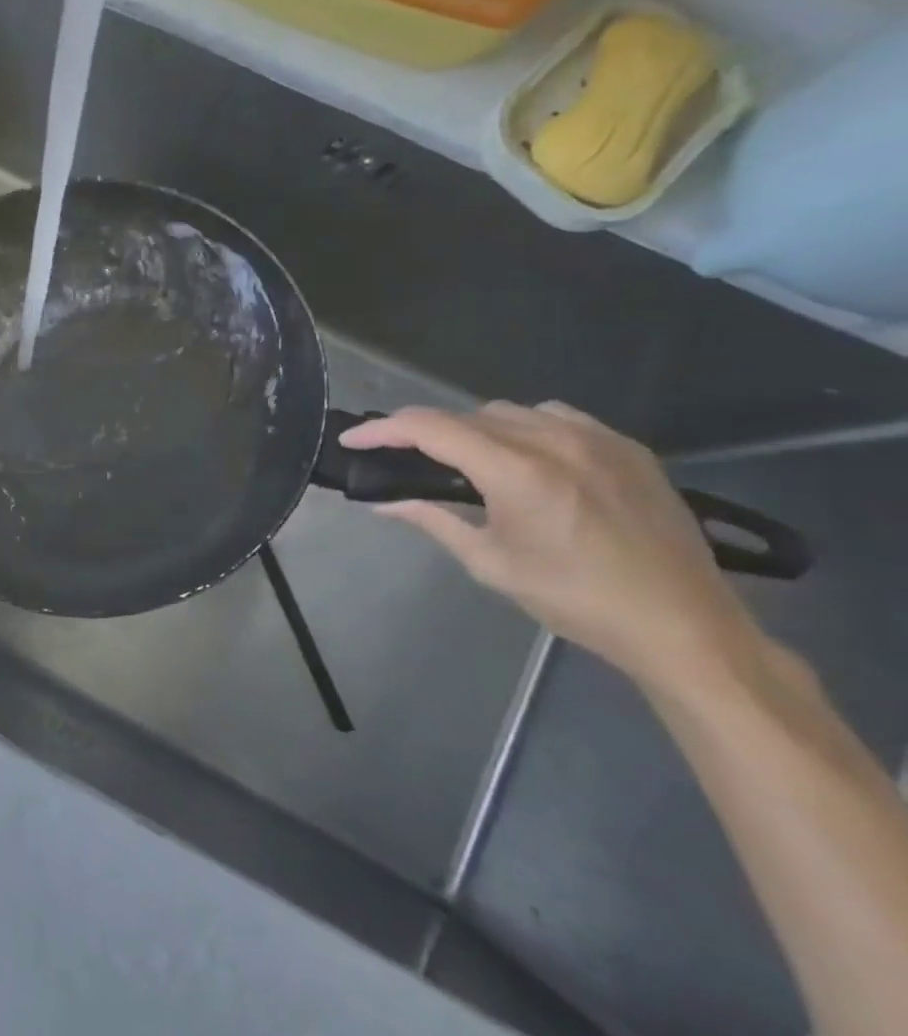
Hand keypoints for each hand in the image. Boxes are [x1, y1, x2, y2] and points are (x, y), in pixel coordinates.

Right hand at [340, 402, 762, 693]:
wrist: (681, 624)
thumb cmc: (575, 600)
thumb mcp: (490, 564)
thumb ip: (433, 520)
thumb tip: (384, 503)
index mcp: (517, 473)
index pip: (431, 429)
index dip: (383, 430)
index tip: (353, 440)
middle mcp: (555, 442)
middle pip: (467, 415)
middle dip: (424, 430)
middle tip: (401, 456)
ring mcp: (598, 439)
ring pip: (510, 411)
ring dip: (474, 427)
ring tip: (463, 458)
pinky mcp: (628, 447)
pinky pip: (557, 416)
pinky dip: (523, 426)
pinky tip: (523, 455)